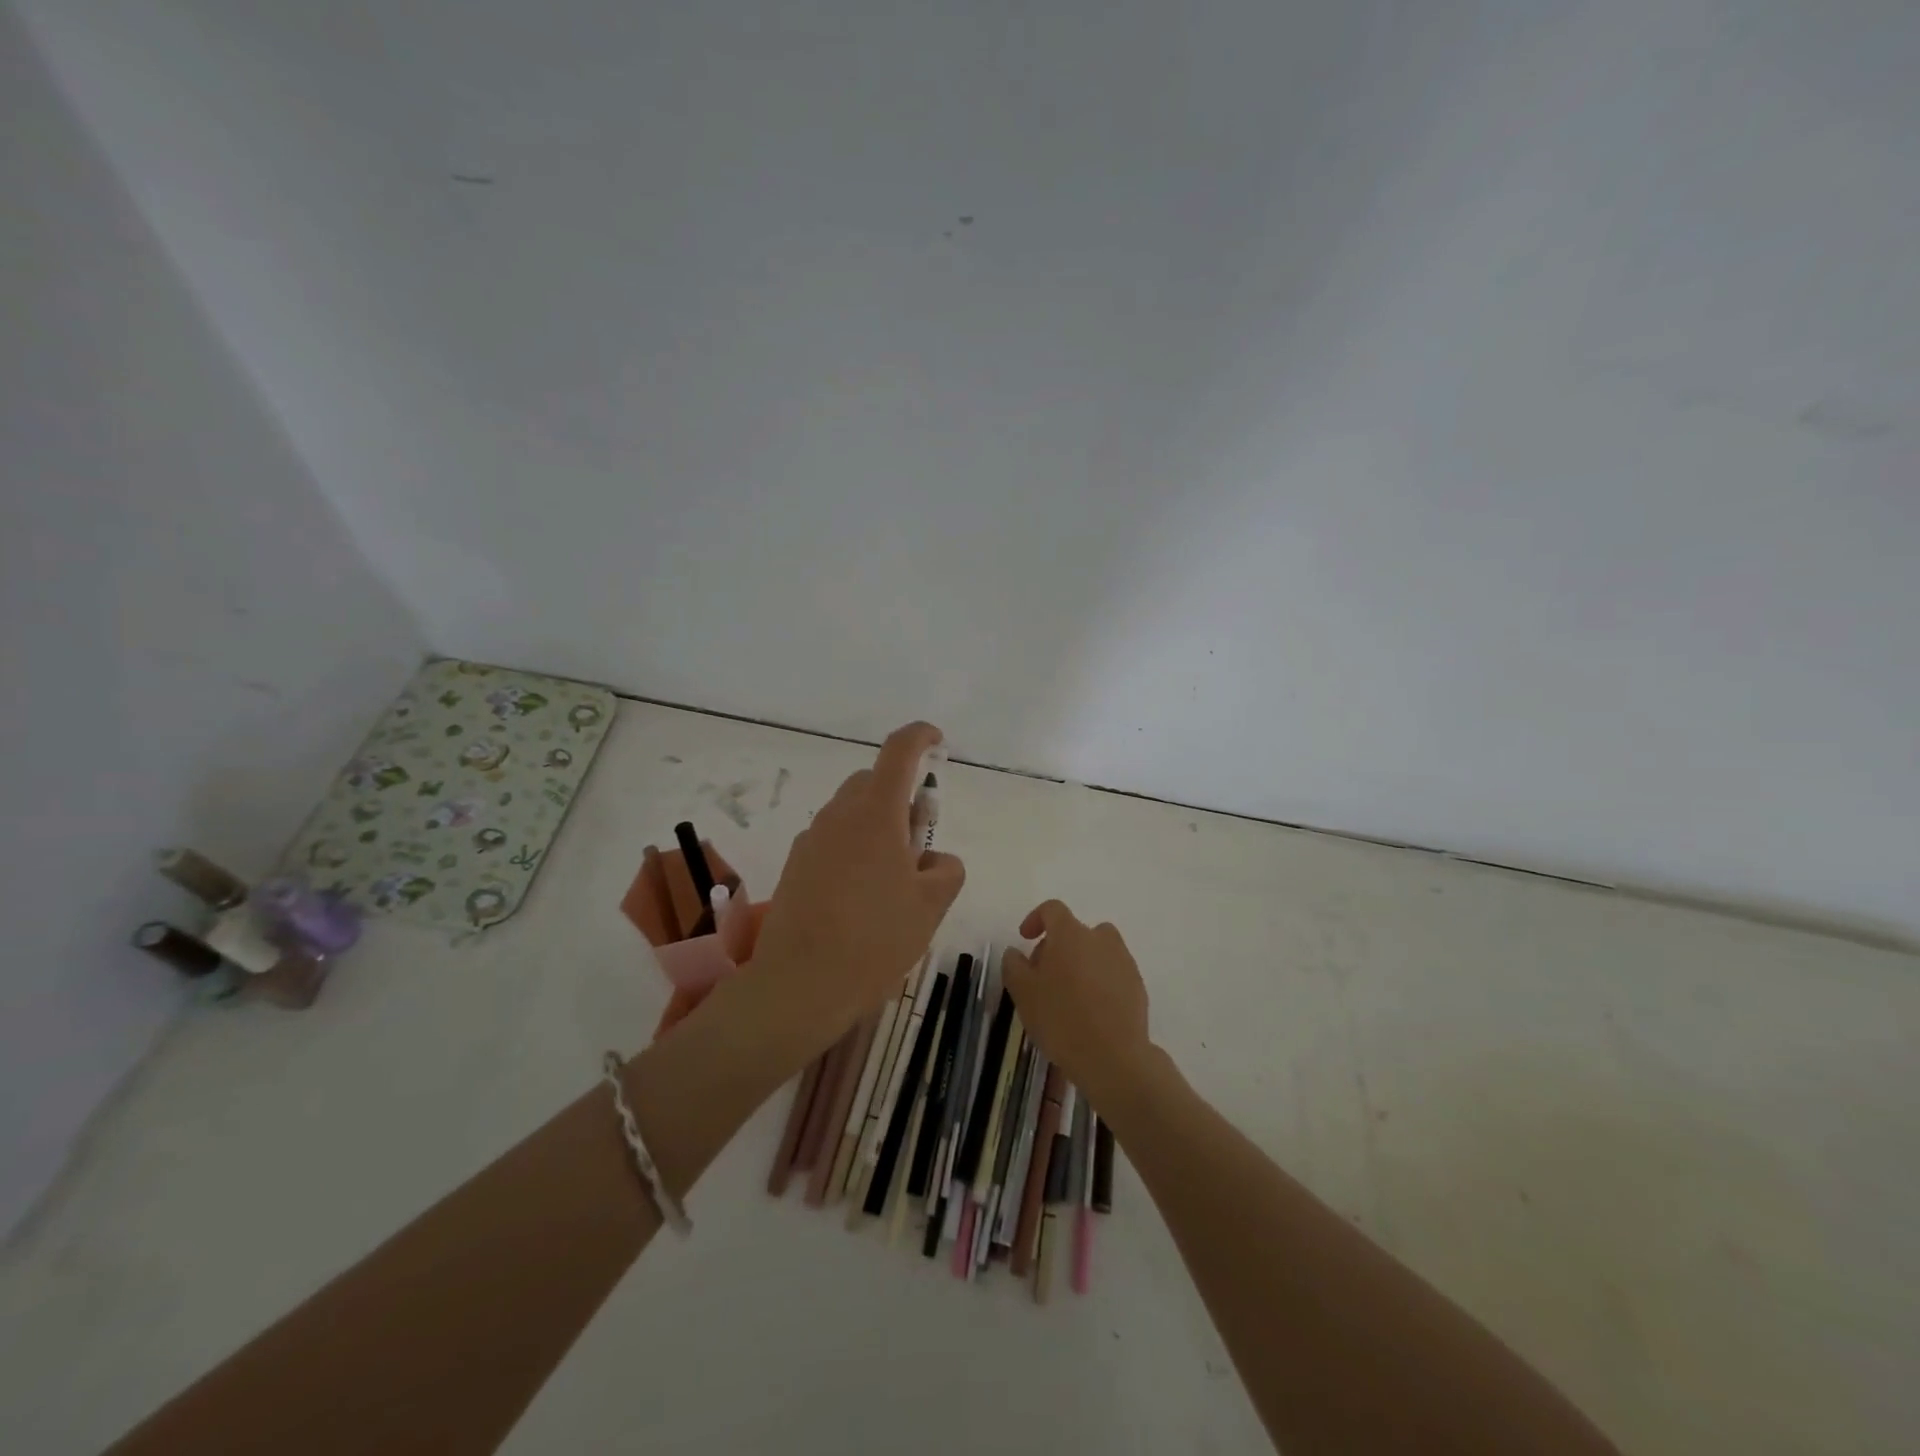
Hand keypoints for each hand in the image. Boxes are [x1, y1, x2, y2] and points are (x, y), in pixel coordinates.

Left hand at [748, 722, 964, 1050]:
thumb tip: (934, 860)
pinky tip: (860, 896)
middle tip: (919, 841)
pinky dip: (852, 849)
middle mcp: (839, 815)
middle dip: (900, 795)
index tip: (936, 741)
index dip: (920, 737)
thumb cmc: (875, 939)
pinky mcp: (795, 865)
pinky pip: (831, 840)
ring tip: (892, 879)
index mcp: (876, 813)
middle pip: (872, 782)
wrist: (799, 984)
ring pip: (850, 812)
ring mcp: (811, 840)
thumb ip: (945, 870)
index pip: (899, 752)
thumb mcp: (931, 906)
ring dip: (875, 825)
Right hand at [1001, 901, 1153, 1107]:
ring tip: (1068, 994)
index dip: (1035, 919)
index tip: (1025, 939)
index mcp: (1070, 933)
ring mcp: (1123, 961)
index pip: (1052, 909)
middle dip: (1057, 946)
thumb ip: (1014, 965)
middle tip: (1043, 976)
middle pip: (1076, 931)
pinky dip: (1099, 982)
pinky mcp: (1137, 985)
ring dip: (1081, 963)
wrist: (1113, 1057)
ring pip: (1097, 951)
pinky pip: (1112, 972)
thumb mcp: (1023, 992)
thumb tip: (1015, 952)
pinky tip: (1090, 1011)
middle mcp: (1100, 939)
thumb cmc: (1061, 1018)